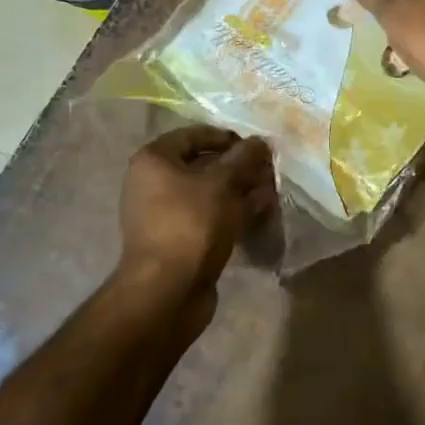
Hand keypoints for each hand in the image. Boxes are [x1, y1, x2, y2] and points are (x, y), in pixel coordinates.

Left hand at [117, 126, 272, 315]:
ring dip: (240, 191)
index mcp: (154, 160)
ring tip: (271, 192)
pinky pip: (208, 217)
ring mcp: (164, 214)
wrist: (168, 290)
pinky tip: (260, 215)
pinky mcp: (178, 240)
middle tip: (269, 171)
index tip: (256, 147)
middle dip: (238, 167)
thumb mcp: (223, 183)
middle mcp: (153, 183)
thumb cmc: (191, 223)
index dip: (227, 138)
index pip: (193, 135)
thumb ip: (244, 158)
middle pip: (203, 165)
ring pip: (209, 193)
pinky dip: (232, 214)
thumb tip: (261, 141)